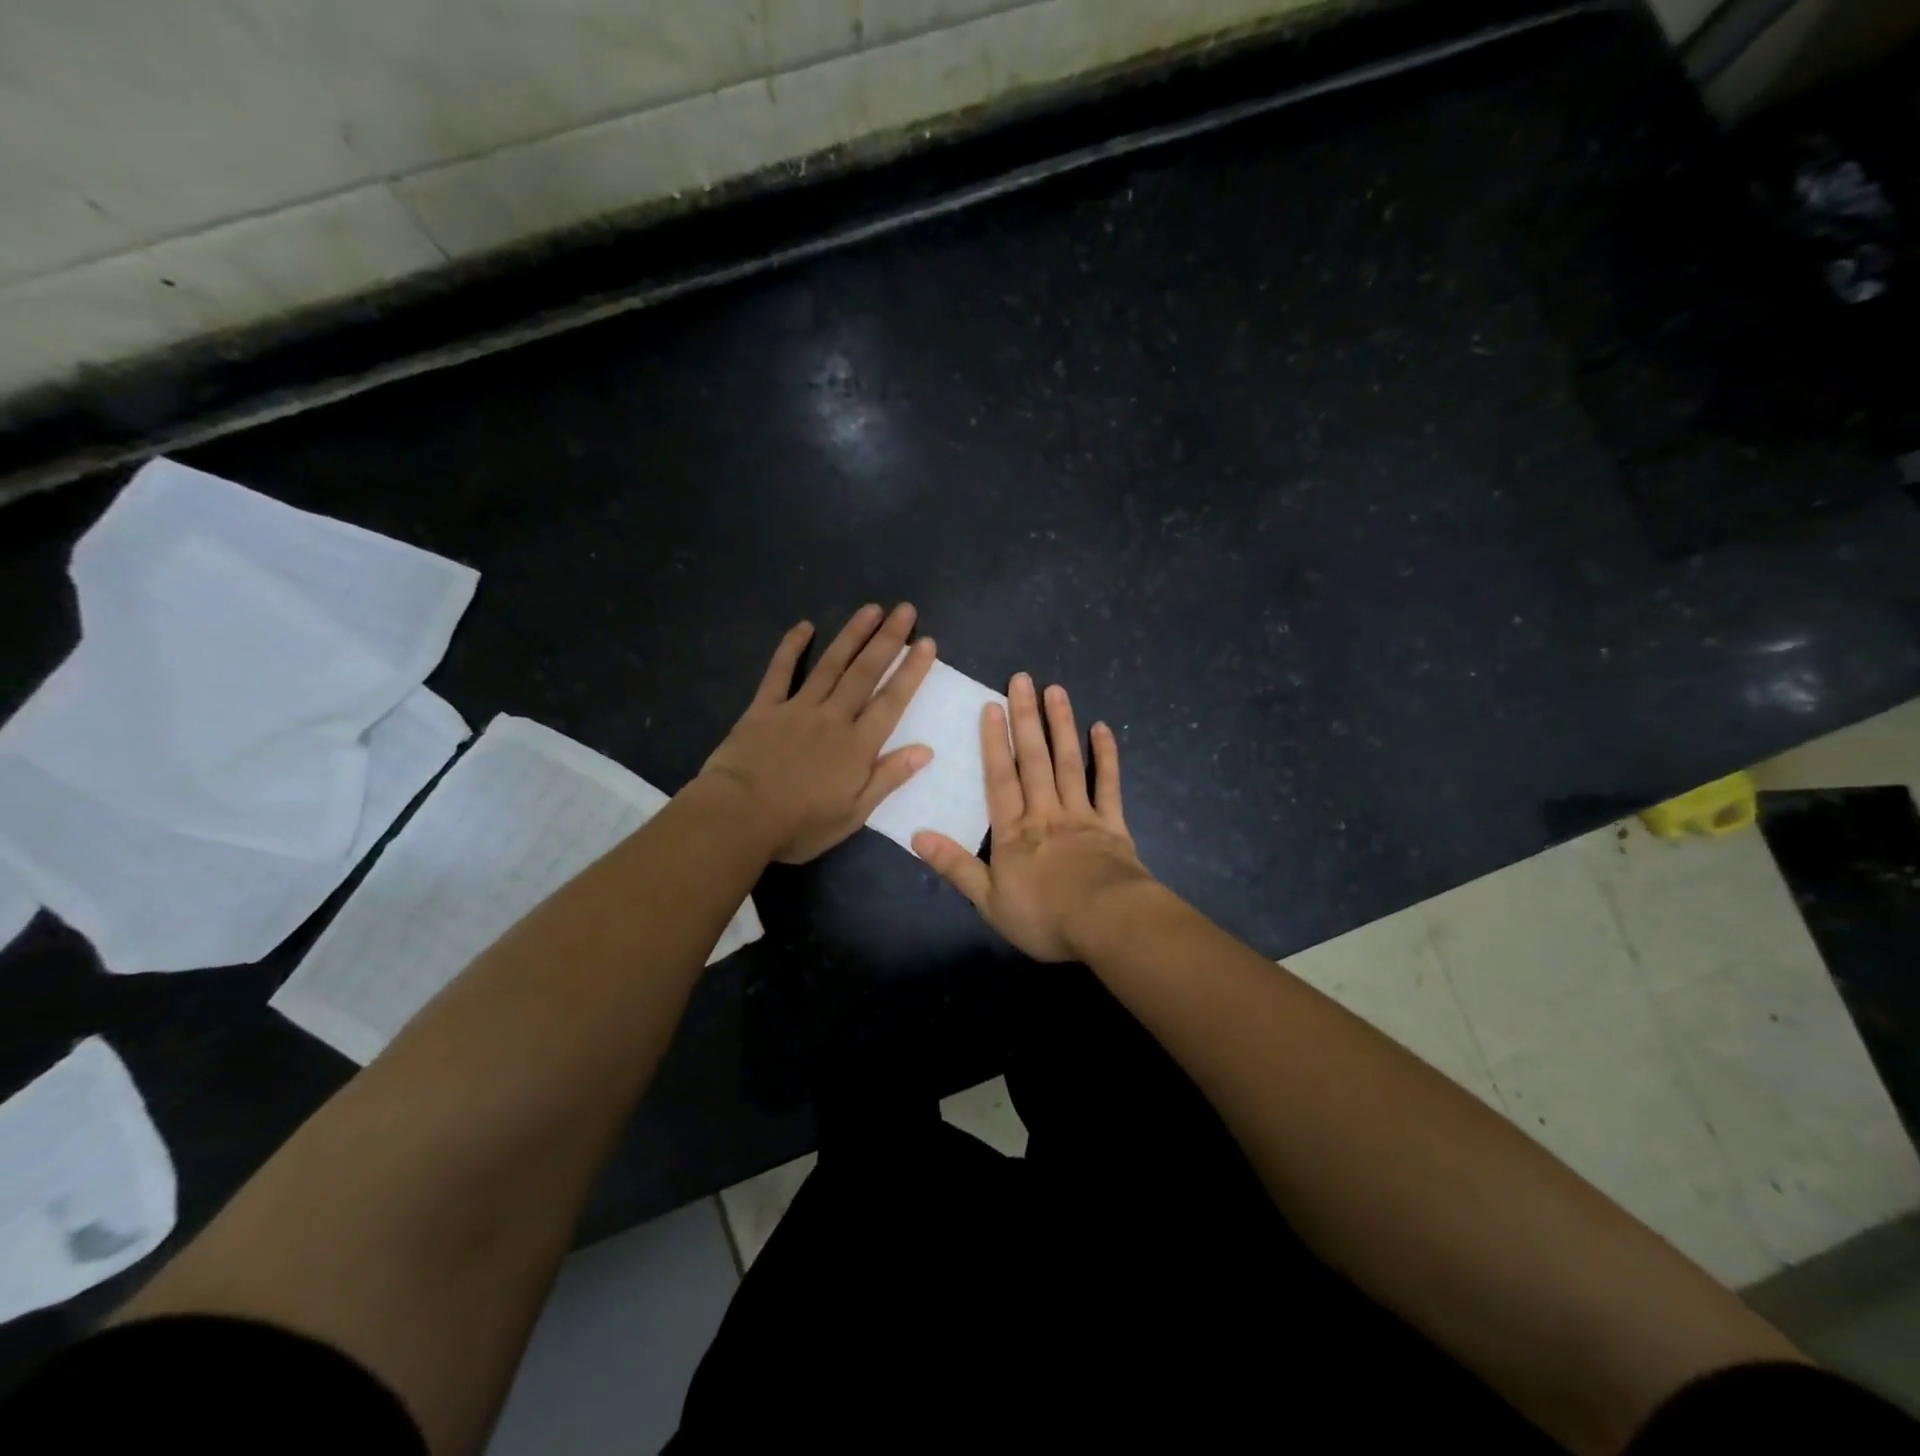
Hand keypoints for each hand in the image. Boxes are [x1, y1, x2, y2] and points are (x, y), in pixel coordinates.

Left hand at [702, 604, 935, 863]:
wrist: (738, 817)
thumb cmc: (799, 824)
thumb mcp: (853, 813)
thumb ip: (888, 778)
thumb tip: (926, 750)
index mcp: (857, 746)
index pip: (891, 701)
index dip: (911, 671)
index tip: (927, 643)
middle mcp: (832, 718)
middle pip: (865, 673)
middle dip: (888, 640)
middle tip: (905, 610)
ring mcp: (797, 709)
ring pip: (830, 665)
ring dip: (852, 635)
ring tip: (871, 609)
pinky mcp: (764, 708)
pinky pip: (780, 672)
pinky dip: (791, 648)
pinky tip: (804, 626)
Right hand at [914, 673, 1153, 961]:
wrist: (1107, 924)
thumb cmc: (1044, 917)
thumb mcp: (989, 901)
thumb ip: (956, 866)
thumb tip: (917, 835)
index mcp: (1013, 831)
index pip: (999, 778)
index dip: (994, 742)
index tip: (992, 706)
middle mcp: (1045, 812)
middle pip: (1034, 760)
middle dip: (1026, 719)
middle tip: (1023, 680)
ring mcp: (1081, 814)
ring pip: (1069, 762)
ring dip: (1061, 725)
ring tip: (1056, 691)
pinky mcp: (1112, 824)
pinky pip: (1108, 784)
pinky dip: (1106, 756)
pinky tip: (1102, 728)